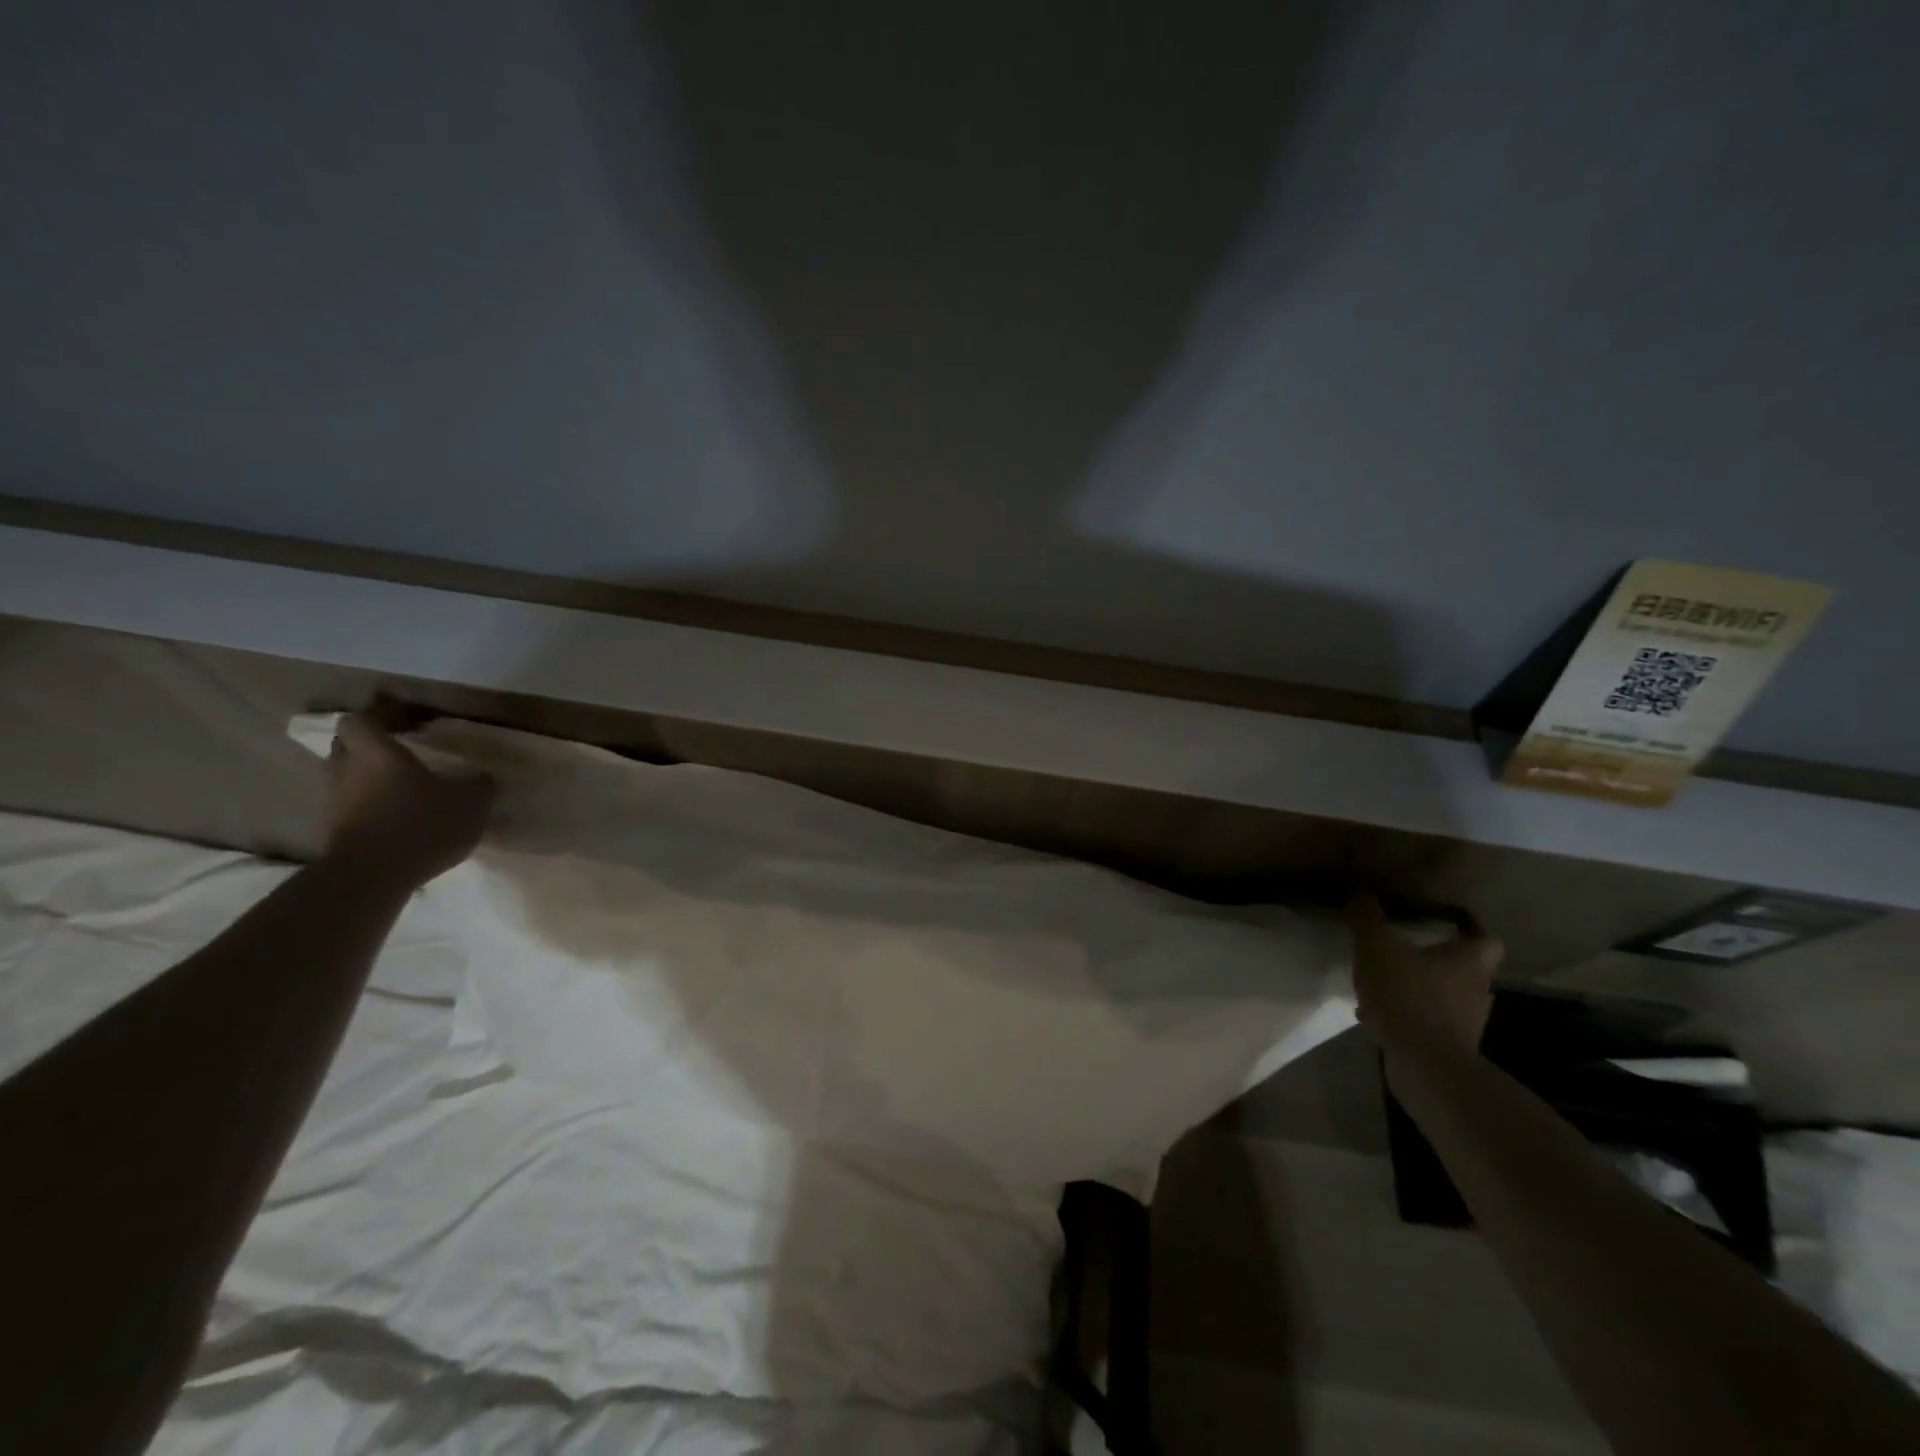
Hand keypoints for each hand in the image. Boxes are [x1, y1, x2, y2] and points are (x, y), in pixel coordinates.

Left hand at [321, 711, 494, 888]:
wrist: (370, 878)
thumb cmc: (421, 825)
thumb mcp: (470, 802)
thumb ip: (478, 784)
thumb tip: (481, 777)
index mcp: (376, 752)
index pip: (363, 718)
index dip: (385, 715)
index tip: (412, 720)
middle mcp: (347, 770)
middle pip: (349, 744)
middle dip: (374, 743)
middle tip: (405, 748)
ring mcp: (335, 802)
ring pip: (349, 776)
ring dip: (372, 776)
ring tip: (407, 786)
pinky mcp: (334, 831)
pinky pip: (353, 805)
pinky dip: (372, 804)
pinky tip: (400, 816)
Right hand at [1347, 895, 1503, 1059]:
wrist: (1425, 1066)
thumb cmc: (1408, 996)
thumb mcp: (1376, 947)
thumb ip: (1367, 919)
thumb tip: (1362, 898)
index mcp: (1469, 961)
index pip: (1484, 939)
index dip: (1465, 931)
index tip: (1440, 927)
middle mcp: (1477, 990)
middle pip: (1464, 969)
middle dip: (1436, 962)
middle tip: (1403, 953)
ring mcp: (1466, 1023)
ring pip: (1444, 997)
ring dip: (1419, 990)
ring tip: (1384, 986)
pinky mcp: (1449, 1048)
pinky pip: (1428, 1022)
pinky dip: (1408, 1016)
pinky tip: (1377, 1015)